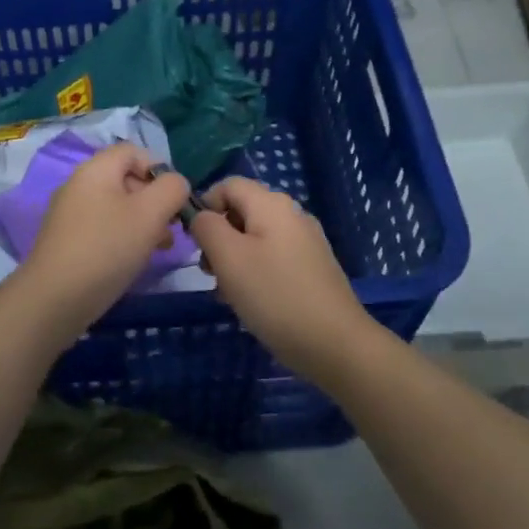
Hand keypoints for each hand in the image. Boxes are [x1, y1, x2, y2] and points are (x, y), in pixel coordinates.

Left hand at [7, 142, 191, 342]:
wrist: (55, 298)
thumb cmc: (107, 248)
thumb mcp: (150, 214)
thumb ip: (172, 189)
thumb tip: (176, 184)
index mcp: (96, 169)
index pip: (134, 151)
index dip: (160, 169)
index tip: (174, 201)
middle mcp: (79, 184)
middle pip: (127, 179)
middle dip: (155, 201)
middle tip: (171, 230)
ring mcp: (70, 214)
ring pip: (117, 207)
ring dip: (143, 223)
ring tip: (159, 249)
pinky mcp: (67, 240)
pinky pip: (103, 227)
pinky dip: (123, 238)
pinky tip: (133, 261)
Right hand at [189, 177, 375, 375]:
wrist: (334, 343)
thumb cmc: (274, 295)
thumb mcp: (228, 257)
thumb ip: (207, 227)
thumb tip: (201, 216)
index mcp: (272, 204)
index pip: (228, 185)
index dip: (204, 206)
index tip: (194, 243)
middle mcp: (292, 214)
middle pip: (241, 212)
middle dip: (218, 239)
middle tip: (209, 273)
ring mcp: (306, 242)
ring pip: (255, 239)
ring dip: (233, 261)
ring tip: (227, 294)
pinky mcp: (312, 268)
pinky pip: (273, 259)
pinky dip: (255, 274)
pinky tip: (251, 303)